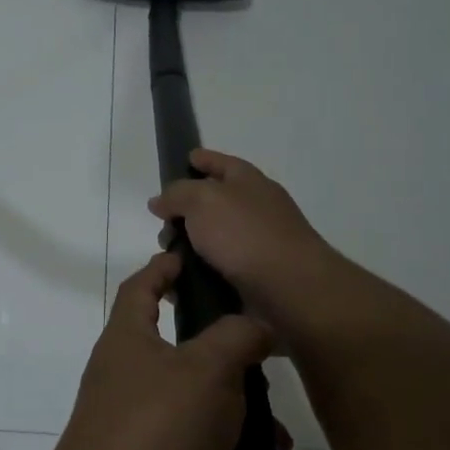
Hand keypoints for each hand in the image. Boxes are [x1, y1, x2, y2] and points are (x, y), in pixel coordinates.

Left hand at [47, 253, 271, 449]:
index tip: (188, 257)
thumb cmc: (157, 425)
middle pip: (174, 347)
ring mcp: (133, 423)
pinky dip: (228, 448)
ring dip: (234, 408)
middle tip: (262, 351)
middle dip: (219, 350)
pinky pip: (195, 444)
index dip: (163, 267)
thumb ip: (236, 336)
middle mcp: (124, 376)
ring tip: (277, 425)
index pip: (140, 287)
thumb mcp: (206, 368)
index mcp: (127, 340)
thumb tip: (257, 323)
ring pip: (193, 401)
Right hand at [148, 150, 344, 334]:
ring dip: (187, 250)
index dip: (203, 159)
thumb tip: (160, 201)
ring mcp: (258, 246)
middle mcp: (256, 210)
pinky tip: (179, 286)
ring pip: (212, 242)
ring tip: (166, 261)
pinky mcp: (254, 279)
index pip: (222, 163)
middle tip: (163, 227)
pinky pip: (216, 273)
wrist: (290, 290)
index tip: (185, 159)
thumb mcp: (203, 200)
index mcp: (249, 182)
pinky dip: (197, 277)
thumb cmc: (245, 235)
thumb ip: (177, 194)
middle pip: (213, 205)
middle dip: (184, 214)